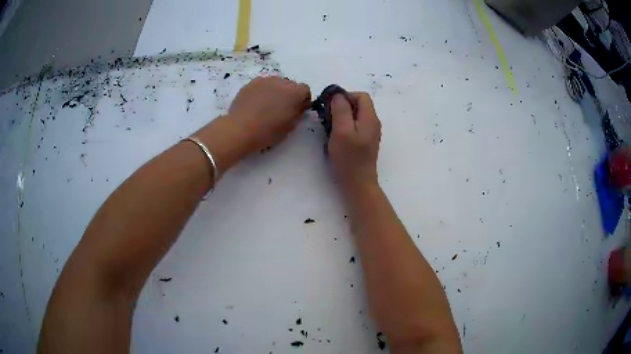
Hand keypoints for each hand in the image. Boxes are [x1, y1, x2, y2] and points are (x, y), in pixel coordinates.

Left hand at [228, 76, 310, 152]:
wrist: (240, 129)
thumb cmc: (268, 131)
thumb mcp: (290, 126)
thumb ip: (298, 113)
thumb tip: (300, 106)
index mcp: (295, 92)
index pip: (305, 90)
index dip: (303, 99)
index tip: (297, 109)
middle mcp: (281, 82)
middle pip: (290, 85)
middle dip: (289, 94)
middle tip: (281, 109)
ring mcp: (265, 80)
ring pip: (275, 83)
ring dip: (275, 91)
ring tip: (267, 106)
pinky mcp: (251, 83)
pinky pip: (262, 85)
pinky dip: (262, 92)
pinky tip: (256, 104)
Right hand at [328, 92, 380, 189]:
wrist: (358, 184)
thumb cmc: (349, 158)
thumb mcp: (341, 130)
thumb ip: (340, 110)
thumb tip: (338, 95)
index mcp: (370, 118)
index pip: (361, 96)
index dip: (345, 96)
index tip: (331, 106)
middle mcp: (373, 123)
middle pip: (358, 104)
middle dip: (342, 106)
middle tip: (328, 117)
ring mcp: (370, 133)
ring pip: (355, 115)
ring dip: (342, 116)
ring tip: (330, 127)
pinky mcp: (365, 142)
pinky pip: (355, 126)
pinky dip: (344, 126)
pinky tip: (336, 136)